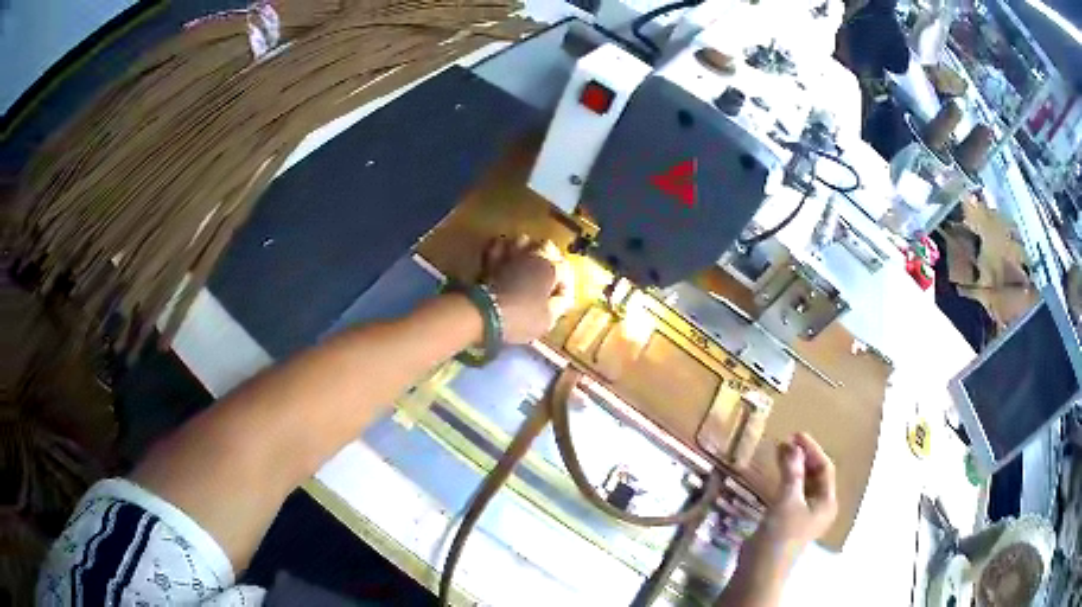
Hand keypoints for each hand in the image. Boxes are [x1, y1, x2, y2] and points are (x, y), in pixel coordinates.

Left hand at [482, 235, 573, 343]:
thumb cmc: (521, 318)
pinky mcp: (490, 258)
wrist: (483, 314)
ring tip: (527, 260)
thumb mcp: (548, 320)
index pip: (566, 270)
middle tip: (548, 275)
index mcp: (551, 268)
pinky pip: (498, 244)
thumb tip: (562, 297)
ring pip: (523, 240)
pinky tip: (503, 255)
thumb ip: (559, 305)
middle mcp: (533, 254)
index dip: (565, 285)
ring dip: (528, 249)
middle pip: (548, 247)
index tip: (561, 299)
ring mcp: (510, 253)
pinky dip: (503, 248)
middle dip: (551, 259)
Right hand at [758, 433, 837, 554]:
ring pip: (803, 484)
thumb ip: (791, 472)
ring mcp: (804, 515)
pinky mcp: (789, 521)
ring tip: (779, 452)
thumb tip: (792, 446)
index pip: (824, 468)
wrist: (760, 569)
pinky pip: (792, 493)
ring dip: (793, 468)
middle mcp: (820, 507)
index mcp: (827, 501)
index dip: (811, 450)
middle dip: (802, 457)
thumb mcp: (787, 500)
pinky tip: (775, 474)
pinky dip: (785, 480)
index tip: (794, 435)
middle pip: (816, 475)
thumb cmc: (780, 535)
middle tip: (785, 441)